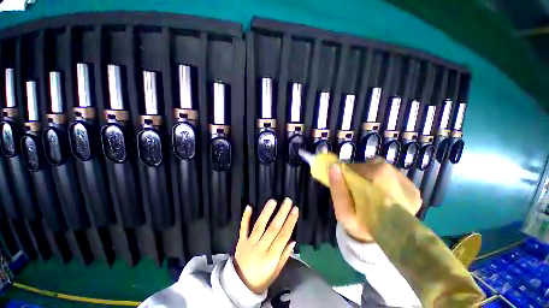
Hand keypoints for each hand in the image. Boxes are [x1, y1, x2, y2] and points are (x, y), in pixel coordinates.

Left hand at [234, 198, 298, 293]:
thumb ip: (284, 256)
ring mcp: (249, 244)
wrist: (239, 286)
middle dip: (281, 213)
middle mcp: (261, 248)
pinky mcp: (241, 241)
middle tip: (287, 201)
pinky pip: (243, 228)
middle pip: (273, 228)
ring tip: (273, 201)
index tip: (295, 210)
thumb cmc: (261, 279)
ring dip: (266, 212)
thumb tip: (293, 240)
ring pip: (259, 226)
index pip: (283, 236)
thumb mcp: (276, 272)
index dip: (290, 222)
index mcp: (271, 258)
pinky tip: (249, 206)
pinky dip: (245, 217)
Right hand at [328, 158, 421, 242]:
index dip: (352, 171)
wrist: (380, 239)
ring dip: (372, 174)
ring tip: (366, 189)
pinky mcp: (414, 191)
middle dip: (362, 172)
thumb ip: (337, 188)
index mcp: (385, 191)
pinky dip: (382, 179)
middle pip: (376, 166)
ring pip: (384, 169)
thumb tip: (333, 166)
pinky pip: (393, 175)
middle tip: (355, 185)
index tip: (345, 179)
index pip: (365, 169)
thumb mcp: (343, 211)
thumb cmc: (359, 225)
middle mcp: (403, 187)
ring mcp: (412, 189)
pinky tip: (378, 191)